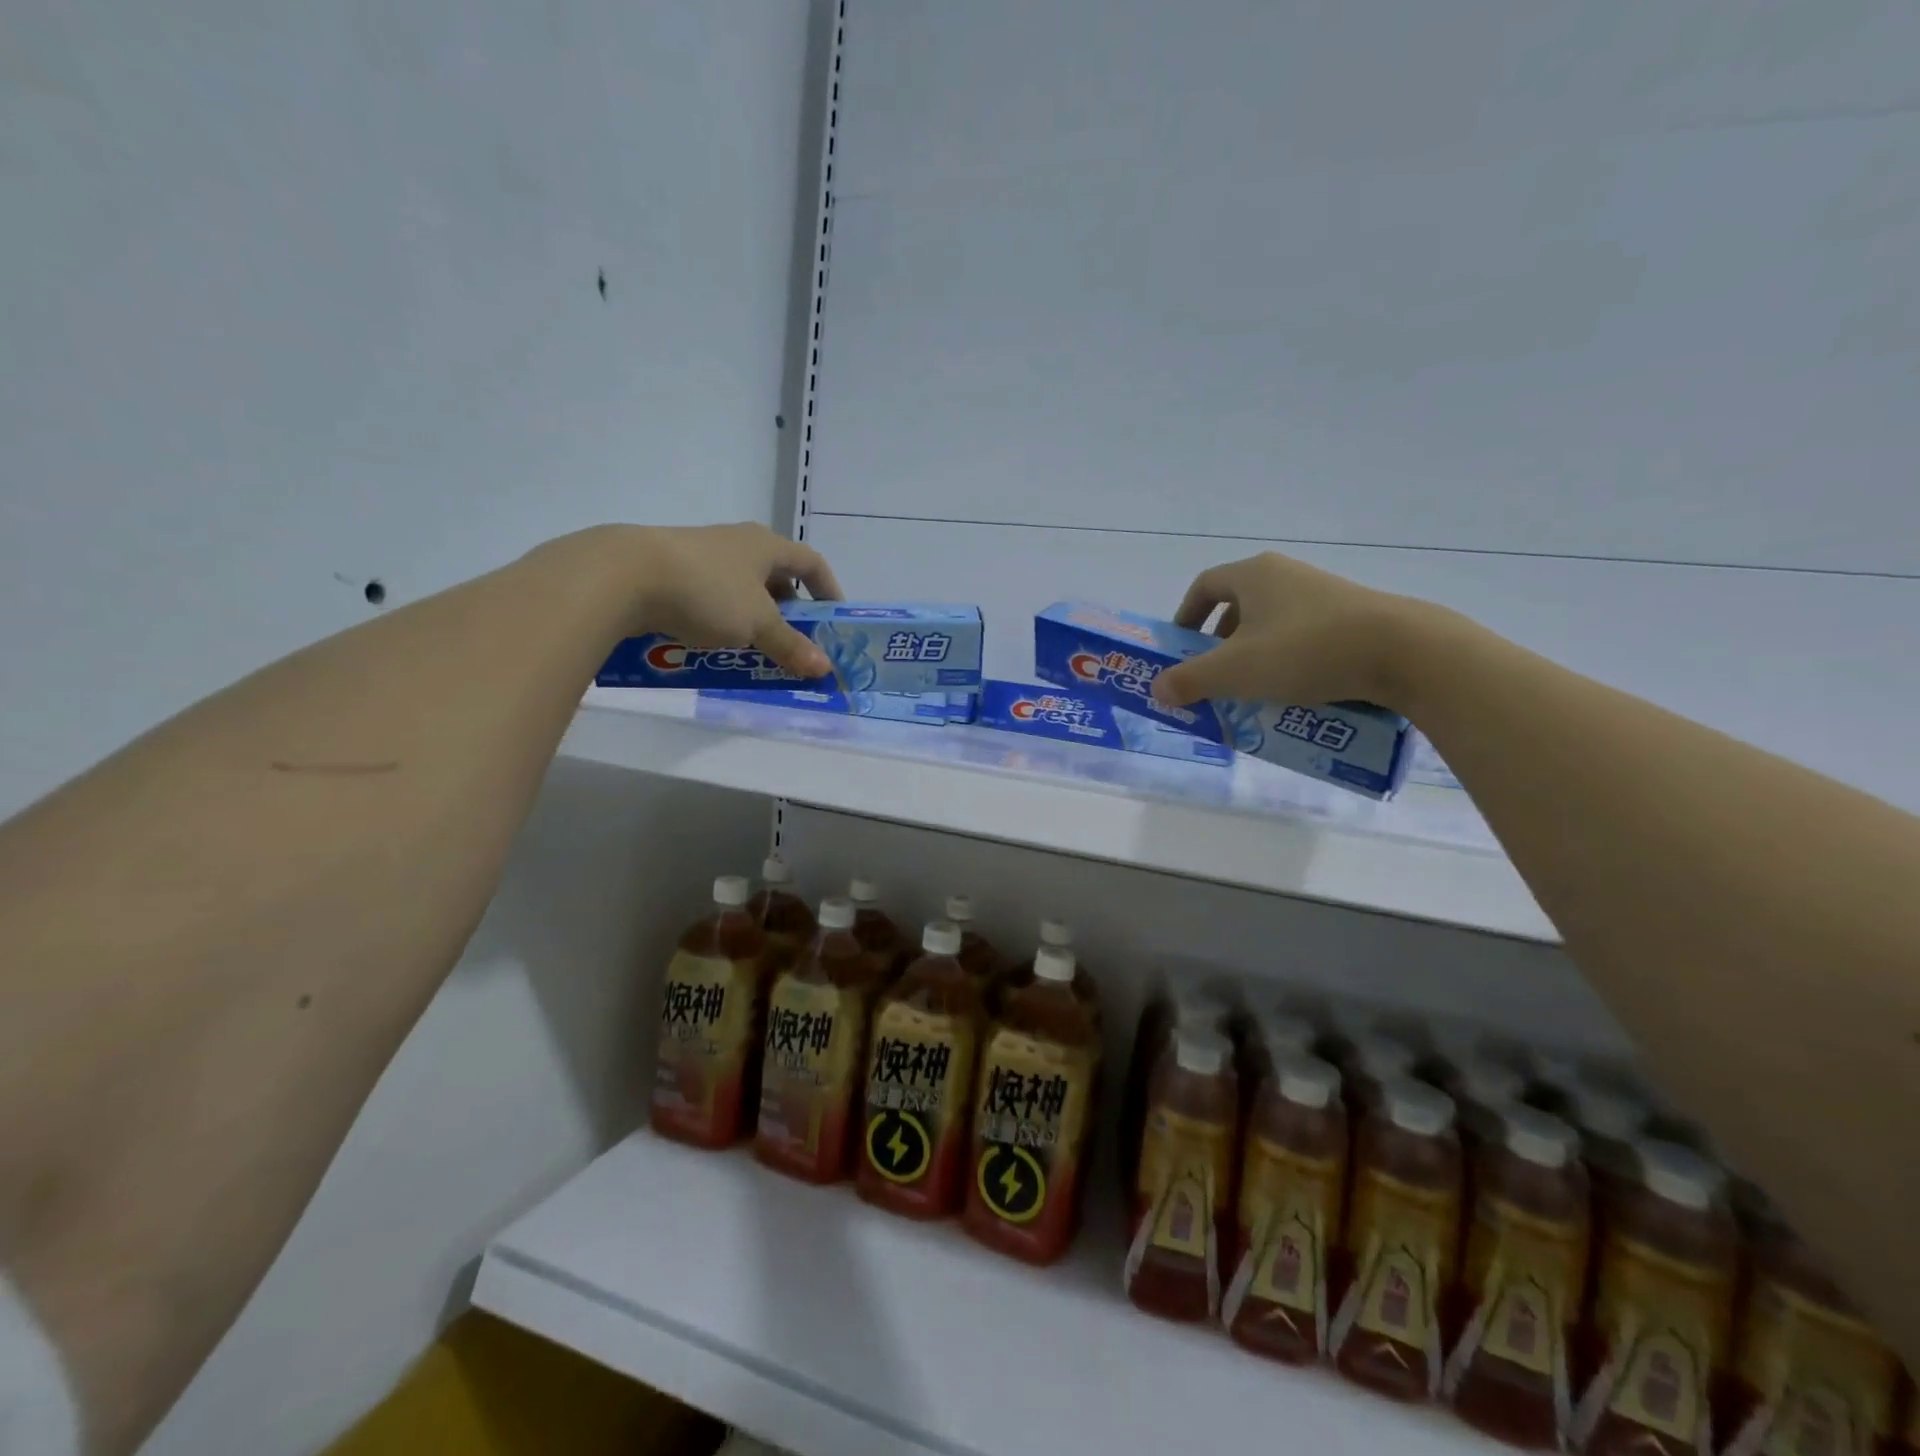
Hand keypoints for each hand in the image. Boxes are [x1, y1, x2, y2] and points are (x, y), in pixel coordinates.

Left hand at [623, 522, 843, 677]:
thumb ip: (791, 646)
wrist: (623, 576)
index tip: (834, 618)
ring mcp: (702, 554)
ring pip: (742, 588)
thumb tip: (825, 668)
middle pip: (776, 575)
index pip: (811, 562)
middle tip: (796, 640)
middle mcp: (737, 543)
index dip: (828, 589)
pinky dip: (723, 619)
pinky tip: (715, 643)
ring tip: (757, 647)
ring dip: (755, 617)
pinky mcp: (672, 571)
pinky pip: (711, 596)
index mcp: (765, 545)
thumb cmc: (707, 591)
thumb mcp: (756, 624)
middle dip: (790, 609)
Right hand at [1150, 551, 1415, 710]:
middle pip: (1237, 604)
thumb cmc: (1305, 651)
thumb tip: (1157, 689)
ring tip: (1253, 687)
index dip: (1186, 616)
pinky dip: (1286, 657)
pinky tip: (1294, 688)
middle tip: (1214, 673)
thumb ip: (1190, 680)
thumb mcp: (1236, 671)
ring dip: (1253, 652)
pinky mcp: (1350, 615)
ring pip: (1271, 621)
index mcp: (1253, 575)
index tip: (1181, 647)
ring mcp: (1322, 593)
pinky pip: (1302, 634)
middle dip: (1219, 641)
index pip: (1205, 586)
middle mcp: (1286, 574)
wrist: (1403, 651)